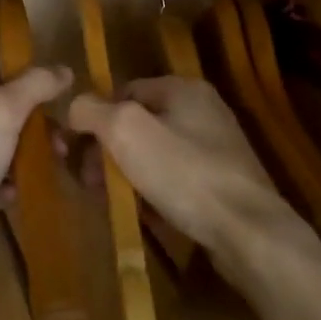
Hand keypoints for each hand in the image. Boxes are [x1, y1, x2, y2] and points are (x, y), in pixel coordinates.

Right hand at [65, 77, 291, 261]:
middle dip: (107, 151)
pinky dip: (153, 193)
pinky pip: (174, 180)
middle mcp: (203, 111)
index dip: (94, 118)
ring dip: (127, 175)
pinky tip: (143, 214)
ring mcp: (215, 148)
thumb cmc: (183, 173)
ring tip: (112, 200)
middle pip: (138, 124)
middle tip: (90, 182)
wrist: (246, 230)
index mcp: (183, 89)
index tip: (75, 152)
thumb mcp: (126, 131)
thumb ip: (92, 111)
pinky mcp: (221, 183)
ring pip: (154, 155)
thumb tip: (74, 106)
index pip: (123, 91)